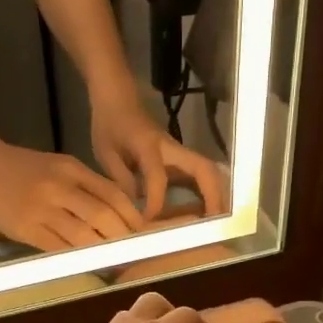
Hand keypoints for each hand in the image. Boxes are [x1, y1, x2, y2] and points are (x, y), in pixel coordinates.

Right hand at [0, 141, 144, 250]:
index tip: (143, 233)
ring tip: (114, 262)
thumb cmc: (23, 168)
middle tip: (132, 252)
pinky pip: (58, 248)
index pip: (113, 194)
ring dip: (102, 252)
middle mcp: (60, 187)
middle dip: (122, 237)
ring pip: (83, 235)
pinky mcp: (26, 229)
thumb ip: (86, 187)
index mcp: (72, 169)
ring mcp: (42, 209)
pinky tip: (86, 263)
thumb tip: (116, 216)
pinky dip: (76, 258)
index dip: (132, 216)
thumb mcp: (59, 167)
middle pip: (103, 216)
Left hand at [90, 90, 227, 220]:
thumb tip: (138, 207)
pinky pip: (201, 176)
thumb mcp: (106, 153)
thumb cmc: (110, 125)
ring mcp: (180, 152)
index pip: (158, 176)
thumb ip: (121, 179)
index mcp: (148, 145)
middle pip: (203, 169)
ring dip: (216, 195)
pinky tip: (206, 213)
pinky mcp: (181, 158)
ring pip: (208, 172)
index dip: (156, 201)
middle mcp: (171, 148)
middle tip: (213, 223)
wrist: (119, 99)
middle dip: (212, 196)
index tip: (148, 220)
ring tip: (216, 222)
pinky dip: (208, 193)